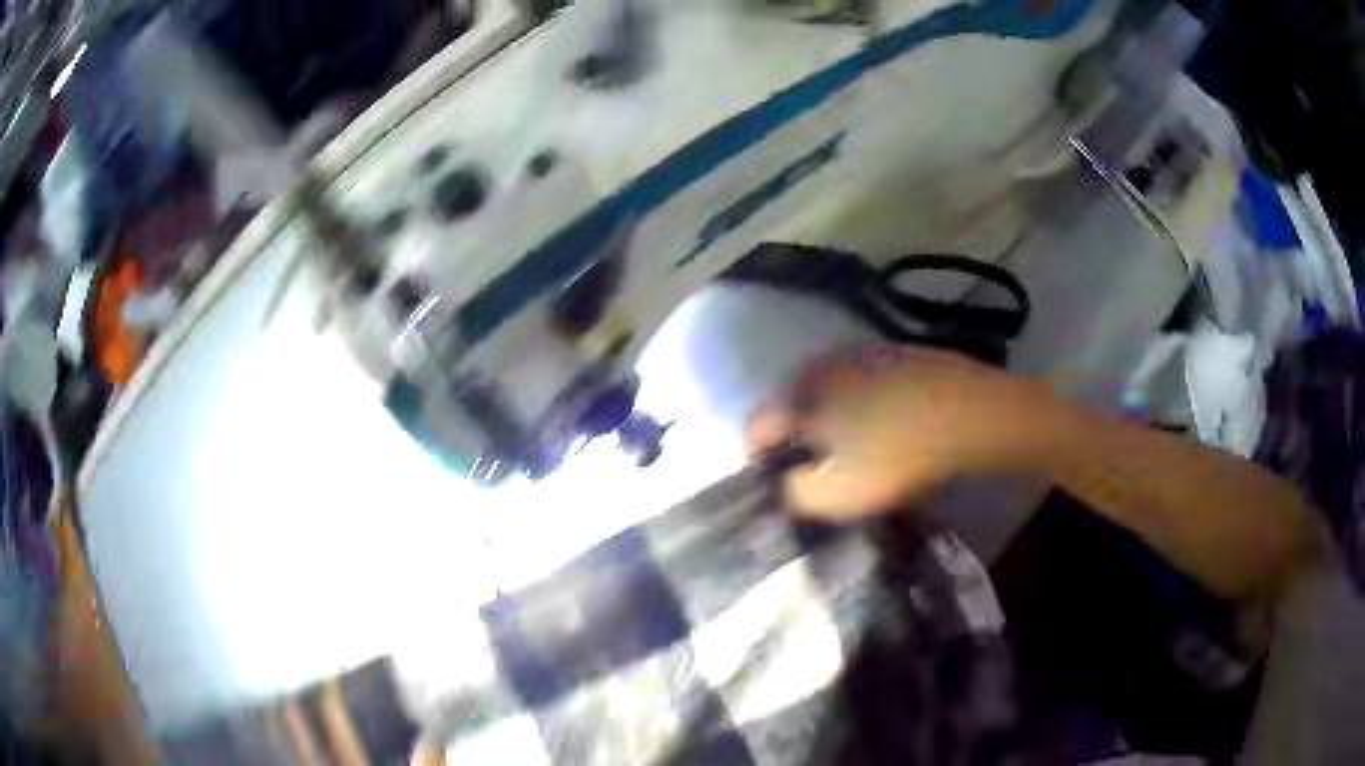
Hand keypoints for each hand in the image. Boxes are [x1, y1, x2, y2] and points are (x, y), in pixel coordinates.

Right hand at [746, 345, 1049, 520]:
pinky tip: (888, 427)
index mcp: (796, 395)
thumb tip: (784, 484)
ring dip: (830, 421)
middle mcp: (818, 363)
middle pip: (790, 407)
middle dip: (796, 441)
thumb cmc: (897, 456)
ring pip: (827, 393)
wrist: (970, 412)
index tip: (780, 487)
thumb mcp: (837, 494)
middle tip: (821, 473)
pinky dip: (861, 406)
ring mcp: (857, 351)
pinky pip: (860, 383)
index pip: (754, 427)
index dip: (757, 462)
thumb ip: (793, 494)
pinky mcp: (891, 351)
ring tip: (857, 452)